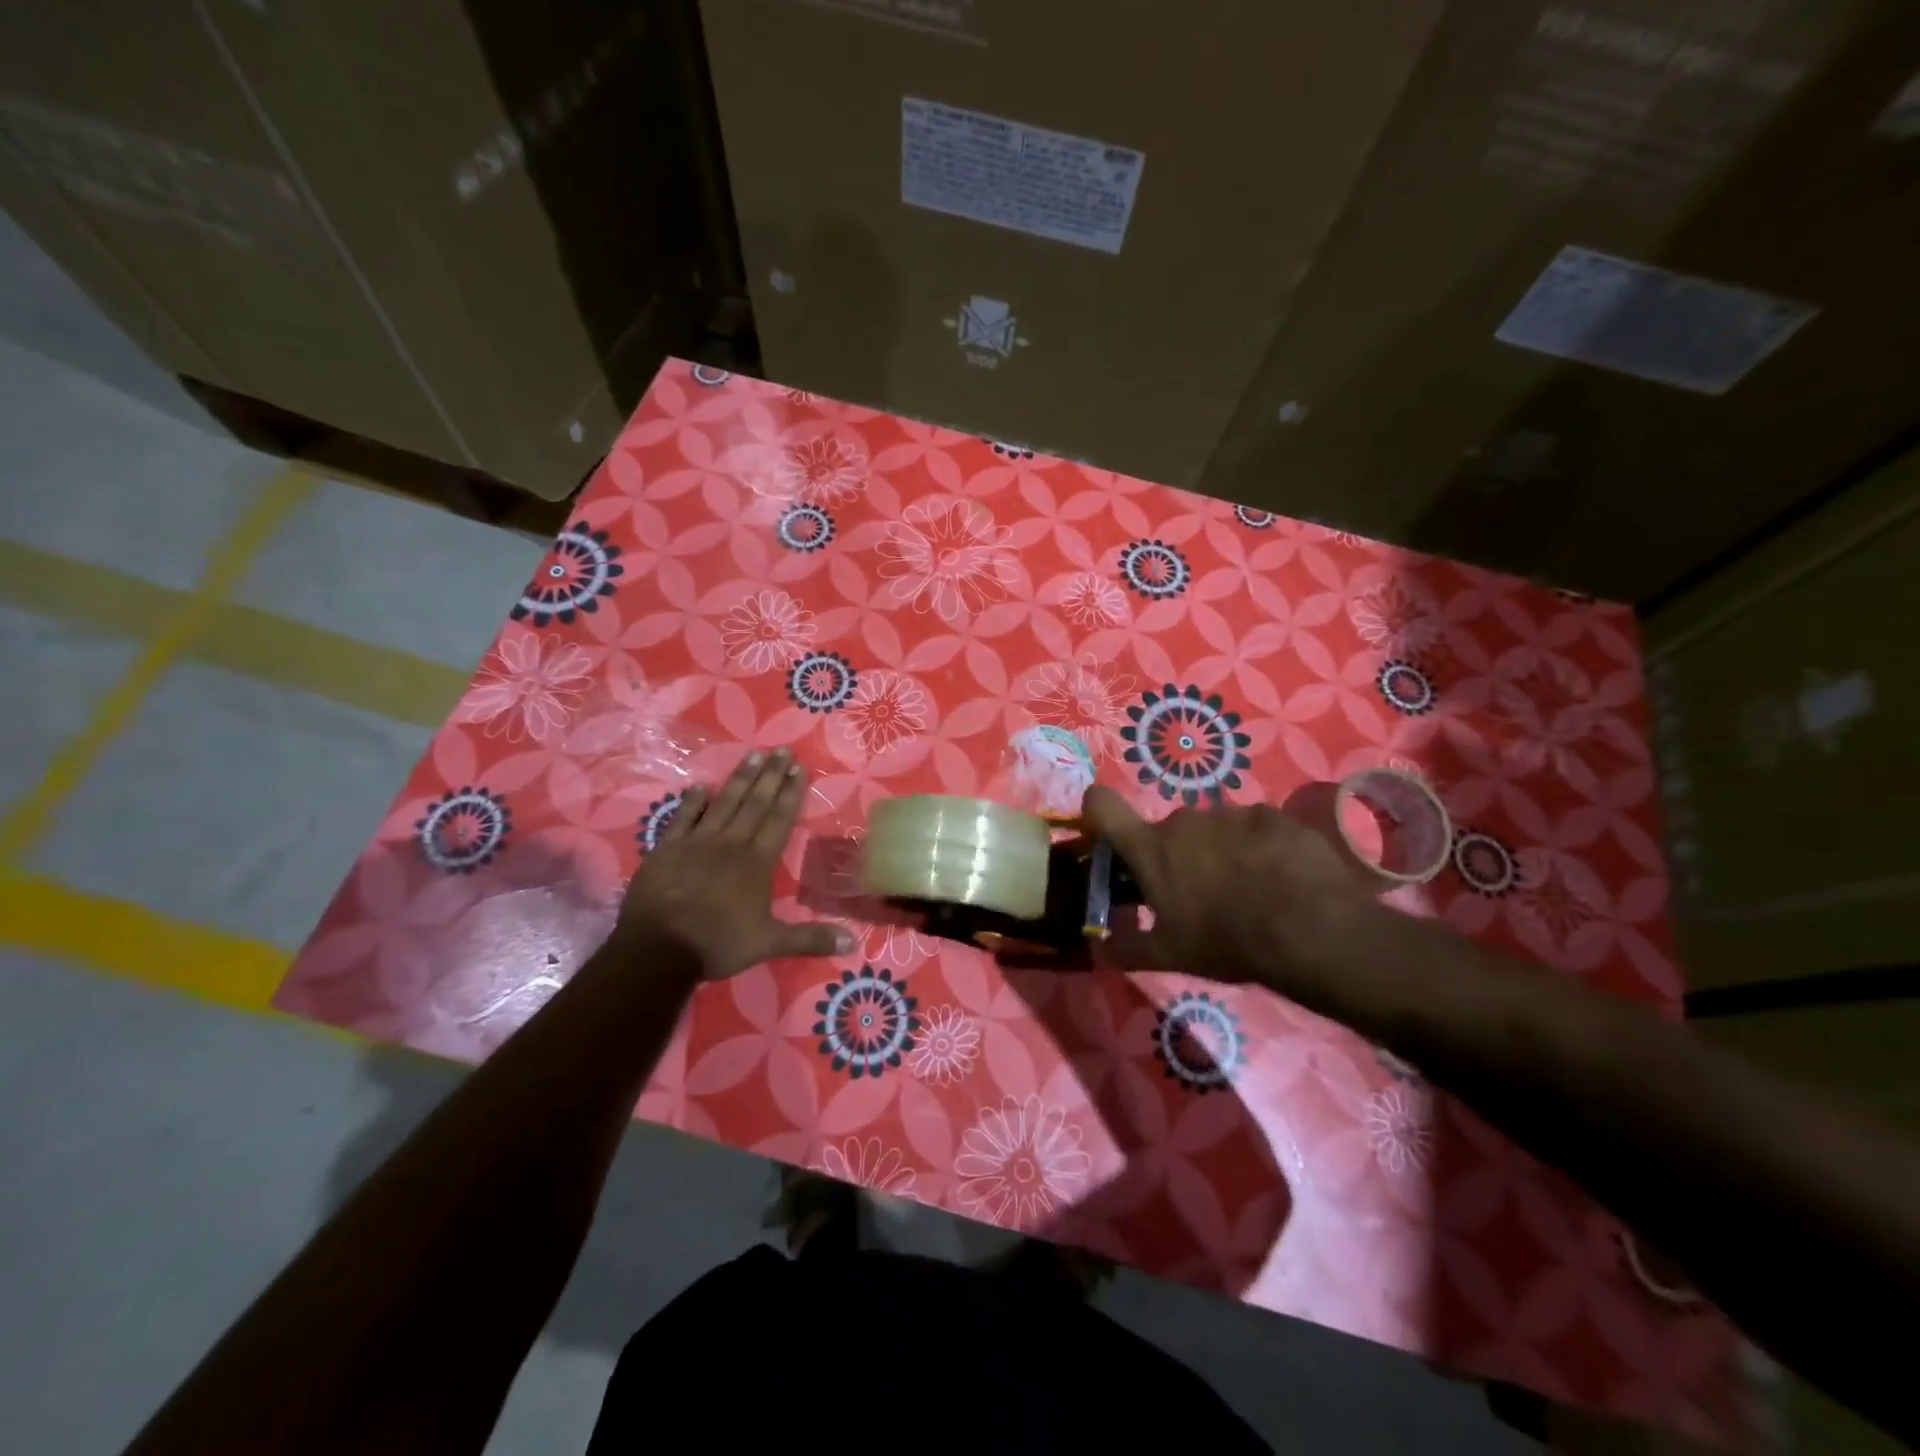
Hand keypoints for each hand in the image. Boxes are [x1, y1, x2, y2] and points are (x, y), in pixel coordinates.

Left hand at [617, 749, 853, 979]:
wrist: (659, 948)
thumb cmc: (718, 943)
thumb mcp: (770, 944)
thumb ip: (811, 939)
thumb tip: (853, 944)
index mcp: (758, 861)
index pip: (780, 818)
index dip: (791, 793)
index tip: (799, 768)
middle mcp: (731, 843)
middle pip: (755, 803)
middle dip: (771, 776)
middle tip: (781, 750)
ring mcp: (697, 842)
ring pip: (724, 803)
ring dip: (740, 779)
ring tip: (752, 756)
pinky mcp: (667, 848)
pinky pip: (683, 817)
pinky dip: (693, 801)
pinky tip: (701, 785)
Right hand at [1080, 786, 1373, 993]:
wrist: (1310, 929)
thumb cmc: (1226, 940)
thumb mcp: (1169, 955)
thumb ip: (1125, 947)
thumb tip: (1096, 947)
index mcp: (1151, 848)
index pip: (1102, 806)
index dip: (1096, 812)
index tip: (1106, 835)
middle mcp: (1184, 820)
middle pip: (1167, 831)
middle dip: (1176, 856)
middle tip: (1198, 894)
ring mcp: (1231, 813)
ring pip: (1213, 829)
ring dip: (1219, 852)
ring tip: (1247, 891)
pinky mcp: (1274, 816)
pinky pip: (1254, 828)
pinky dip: (1259, 848)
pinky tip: (1280, 879)